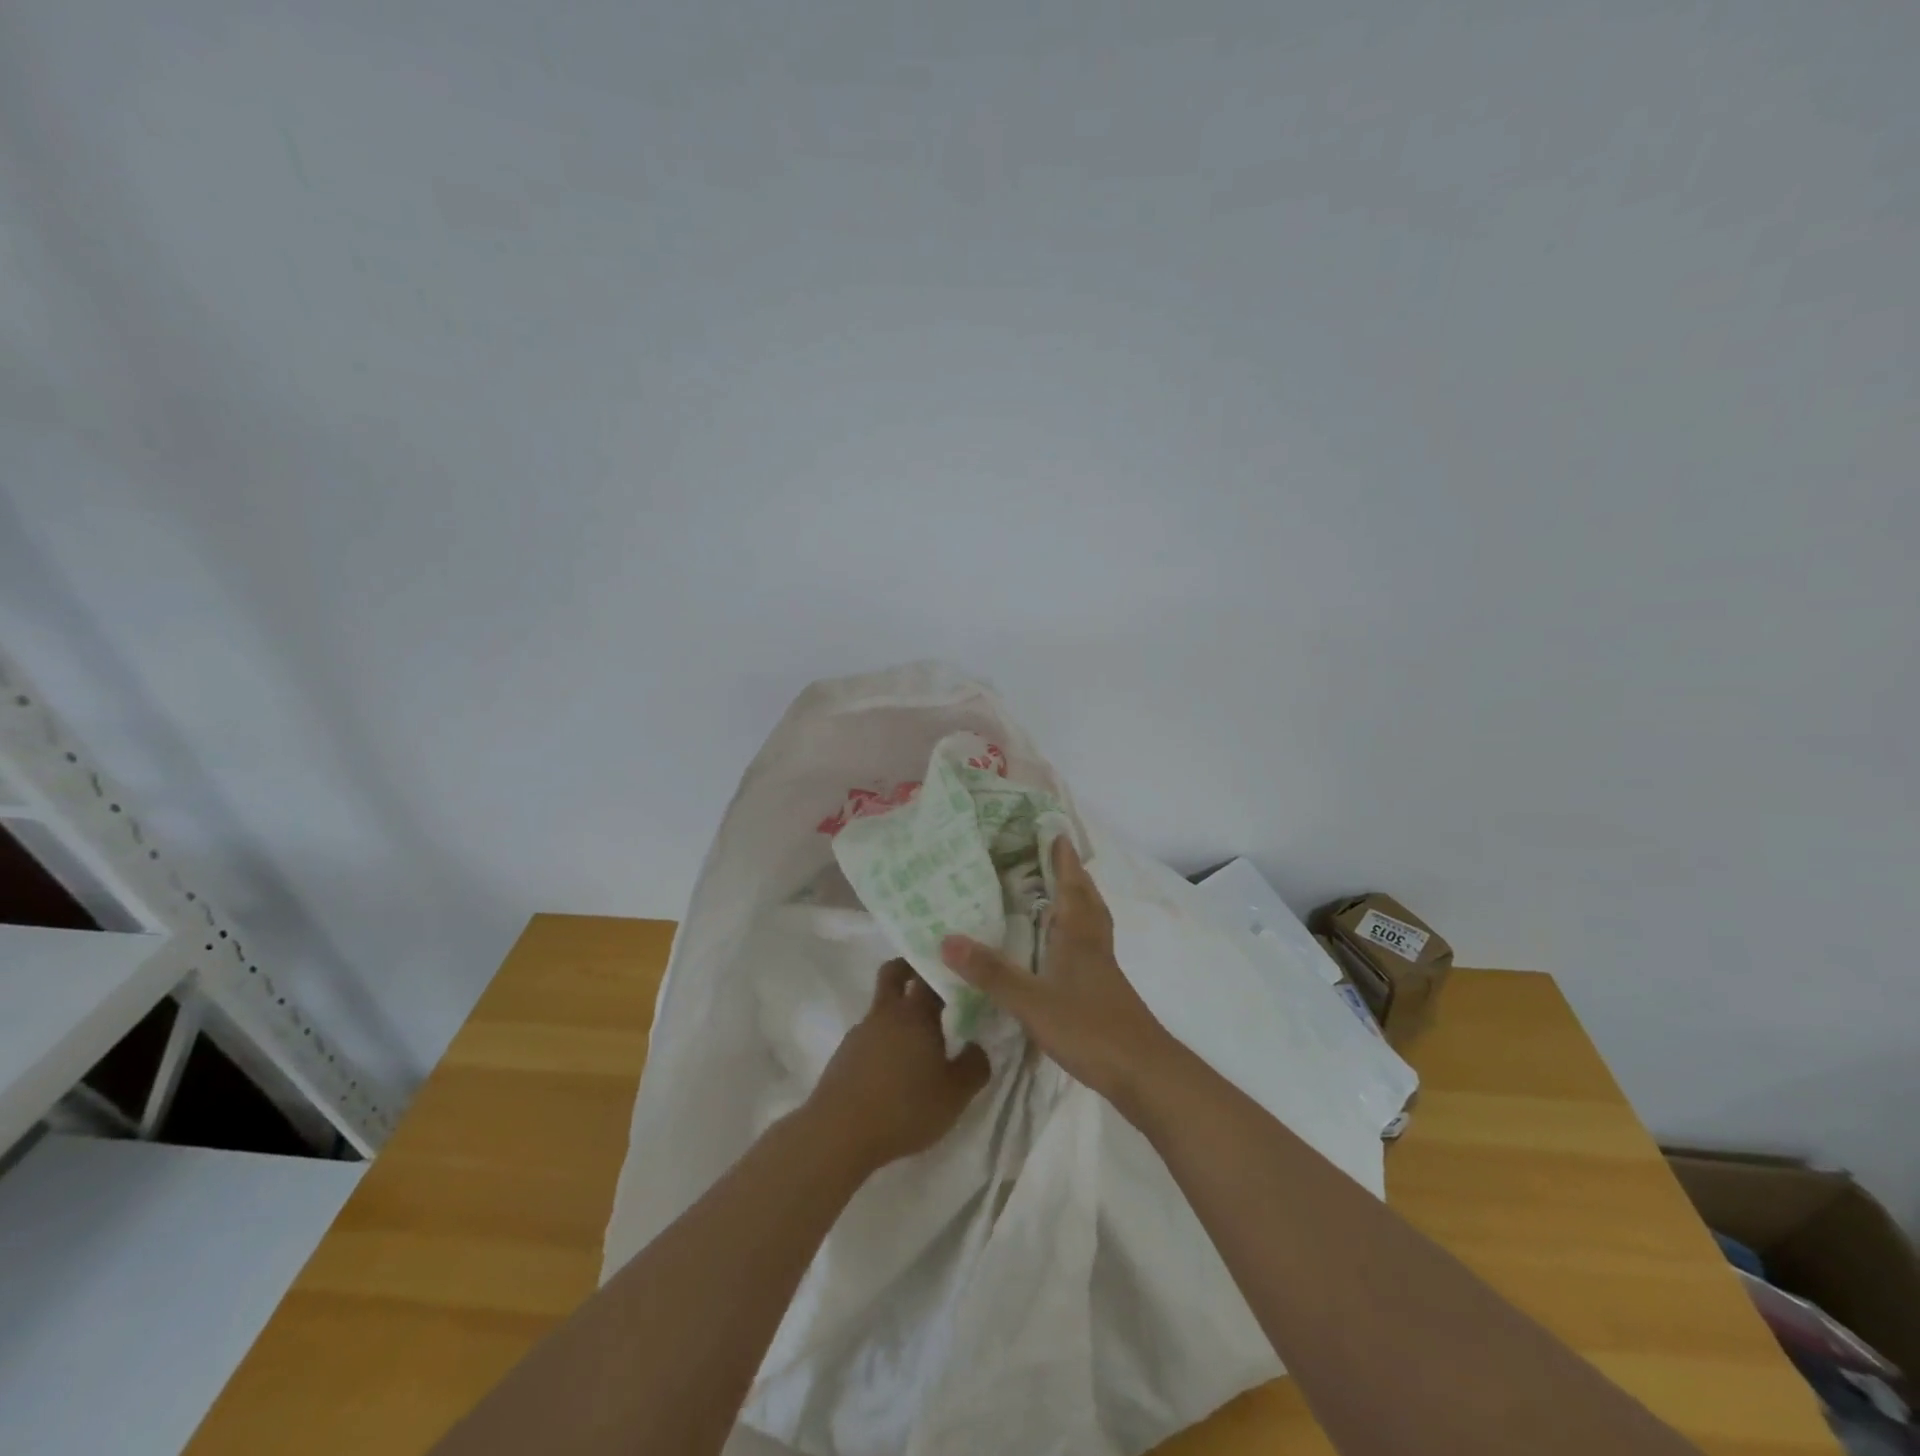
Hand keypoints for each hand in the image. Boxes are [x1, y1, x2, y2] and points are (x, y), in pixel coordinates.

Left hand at [806, 960, 991, 1171]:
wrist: (839, 1133)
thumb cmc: (905, 1108)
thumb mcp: (955, 1095)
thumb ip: (975, 1066)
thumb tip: (977, 1046)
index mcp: (915, 1013)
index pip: (930, 974)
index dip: (945, 970)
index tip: (959, 974)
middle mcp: (886, 1013)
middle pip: (894, 973)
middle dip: (910, 969)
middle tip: (930, 982)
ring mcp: (860, 1032)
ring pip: (881, 1008)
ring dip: (898, 1014)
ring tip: (918, 1044)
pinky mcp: (844, 1055)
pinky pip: (869, 1037)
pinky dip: (883, 1042)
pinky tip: (893, 1071)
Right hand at [940, 836, 1173, 1112]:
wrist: (1144, 1073)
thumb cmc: (1090, 1028)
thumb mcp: (1031, 1001)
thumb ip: (992, 972)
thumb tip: (947, 939)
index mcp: (1078, 935)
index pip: (1070, 885)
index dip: (1062, 859)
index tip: (1053, 831)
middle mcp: (1092, 944)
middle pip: (1086, 899)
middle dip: (1071, 875)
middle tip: (1052, 856)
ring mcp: (1102, 969)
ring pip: (1090, 922)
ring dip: (1076, 901)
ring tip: (1055, 894)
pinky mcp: (1104, 991)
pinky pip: (1088, 946)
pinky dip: (1074, 933)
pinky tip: (1060, 949)